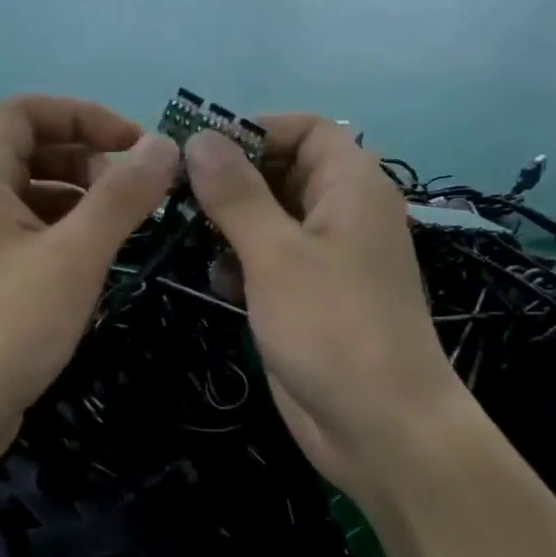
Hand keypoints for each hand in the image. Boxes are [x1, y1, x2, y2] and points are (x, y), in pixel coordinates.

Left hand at [0, 95, 180, 452]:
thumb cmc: (8, 327)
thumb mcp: (75, 256)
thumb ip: (122, 196)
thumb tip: (165, 145)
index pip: (28, 110)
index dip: (86, 116)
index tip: (137, 147)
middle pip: (31, 148)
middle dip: (88, 159)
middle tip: (135, 193)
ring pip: (31, 191)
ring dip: (81, 197)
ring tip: (124, 227)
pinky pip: (26, 229)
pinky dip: (63, 230)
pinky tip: (95, 259)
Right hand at [186, 117, 463, 493]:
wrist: (379, 427)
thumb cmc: (332, 327)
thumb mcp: (276, 254)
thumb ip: (236, 194)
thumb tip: (199, 139)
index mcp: (351, 186)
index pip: (305, 129)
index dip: (254, 130)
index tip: (199, 150)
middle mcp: (341, 213)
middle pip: (282, 171)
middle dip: (231, 180)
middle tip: (175, 195)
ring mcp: (325, 258)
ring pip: (269, 218)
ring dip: (229, 224)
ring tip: (190, 238)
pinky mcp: (307, 297)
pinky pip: (269, 260)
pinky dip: (241, 263)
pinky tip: (220, 283)